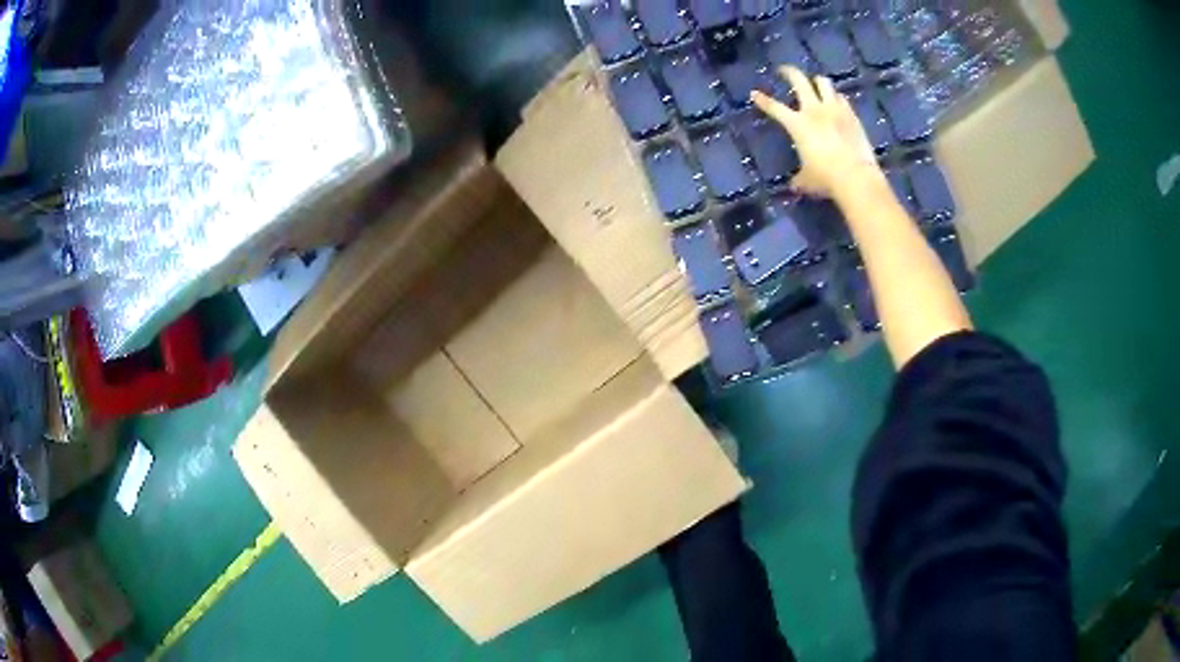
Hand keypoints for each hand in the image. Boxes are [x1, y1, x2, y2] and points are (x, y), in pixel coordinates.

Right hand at [751, 66, 881, 198]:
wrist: (856, 177)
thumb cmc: (825, 178)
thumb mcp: (807, 180)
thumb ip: (799, 178)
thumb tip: (794, 185)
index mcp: (797, 124)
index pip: (774, 108)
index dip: (762, 100)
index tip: (754, 93)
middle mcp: (814, 110)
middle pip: (799, 80)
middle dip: (789, 72)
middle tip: (784, 70)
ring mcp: (835, 110)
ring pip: (823, 82)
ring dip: (816, 81)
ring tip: (815, 84)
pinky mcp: (852, 115)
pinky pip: (842, 98)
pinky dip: (836, 98)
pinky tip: (836, 103)